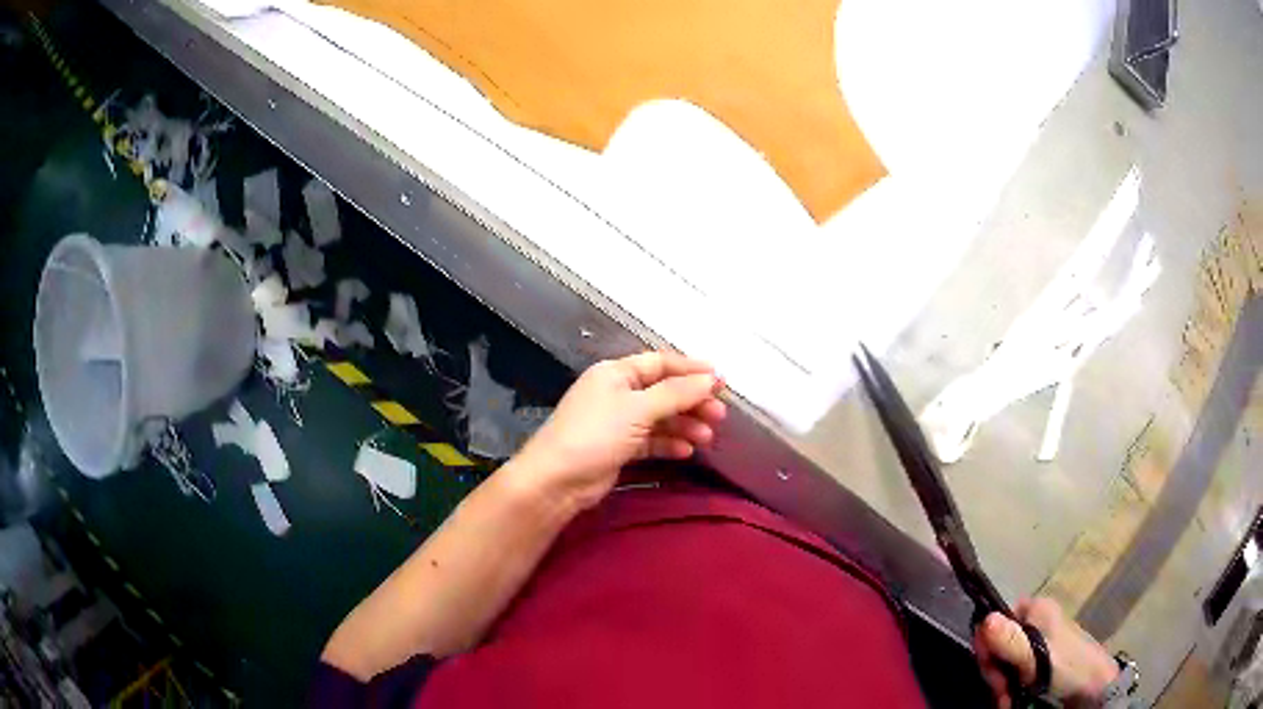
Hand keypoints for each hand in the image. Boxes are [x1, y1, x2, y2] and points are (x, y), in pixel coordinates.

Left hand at [509, 352, 725, 511]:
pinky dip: (669, 443)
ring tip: (707, 438)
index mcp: (616, 372)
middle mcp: (617, 392)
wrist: (557, 480)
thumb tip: (712, 378)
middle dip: (692, 402)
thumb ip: (677, 393)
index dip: (692, 370)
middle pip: (663, 392)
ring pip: (659, 418)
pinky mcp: (618, 447)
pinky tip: (686, 452)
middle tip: (719, 416)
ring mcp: (617, 421)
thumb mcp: (638, 409)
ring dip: (684, 425)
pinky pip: (651, 439)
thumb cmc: (595, 435)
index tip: (722, 380)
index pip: (660, 363)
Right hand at [974, 598, 1119, 708]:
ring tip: (1008, 700)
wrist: (1094, 687)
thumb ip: (1010, 640)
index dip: (988, 646)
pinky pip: (1015, 671)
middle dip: (996, 672)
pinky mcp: (1041, 660)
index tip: (991, 670)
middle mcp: (1036, 621)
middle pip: (999, 644)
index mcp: (1037, 609)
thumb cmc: (1068, 666)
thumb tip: (984, 619)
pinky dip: (1011, 687)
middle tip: (1001, 691)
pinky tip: (1013, 699)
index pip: (996, 619)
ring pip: (1005, 662)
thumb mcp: (1037, 656)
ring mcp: (1039, 642)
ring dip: (1001, 684)